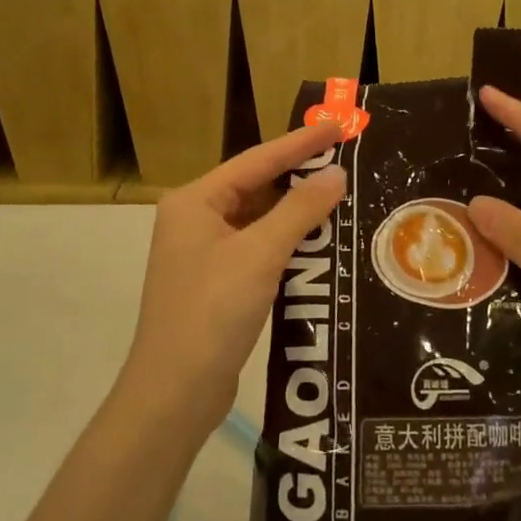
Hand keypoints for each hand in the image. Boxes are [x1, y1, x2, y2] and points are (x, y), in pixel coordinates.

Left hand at [122, 124, 346, 435]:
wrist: (174, 394)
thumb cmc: (212, 313)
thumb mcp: (260, 255)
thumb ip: (300, 210)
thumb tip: (336, 175)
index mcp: (195, 202)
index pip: (257, 160)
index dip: (300, 143)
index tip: (339, 126)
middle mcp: (195, 219)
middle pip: (256, 186)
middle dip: (300, 175)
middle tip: (346, 159)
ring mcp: (204, 252)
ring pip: (259, 219)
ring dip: (297, 211)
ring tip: (342, 195)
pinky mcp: (217, 282)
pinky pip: (259, 247)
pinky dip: (288, 241)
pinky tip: (320, 240)